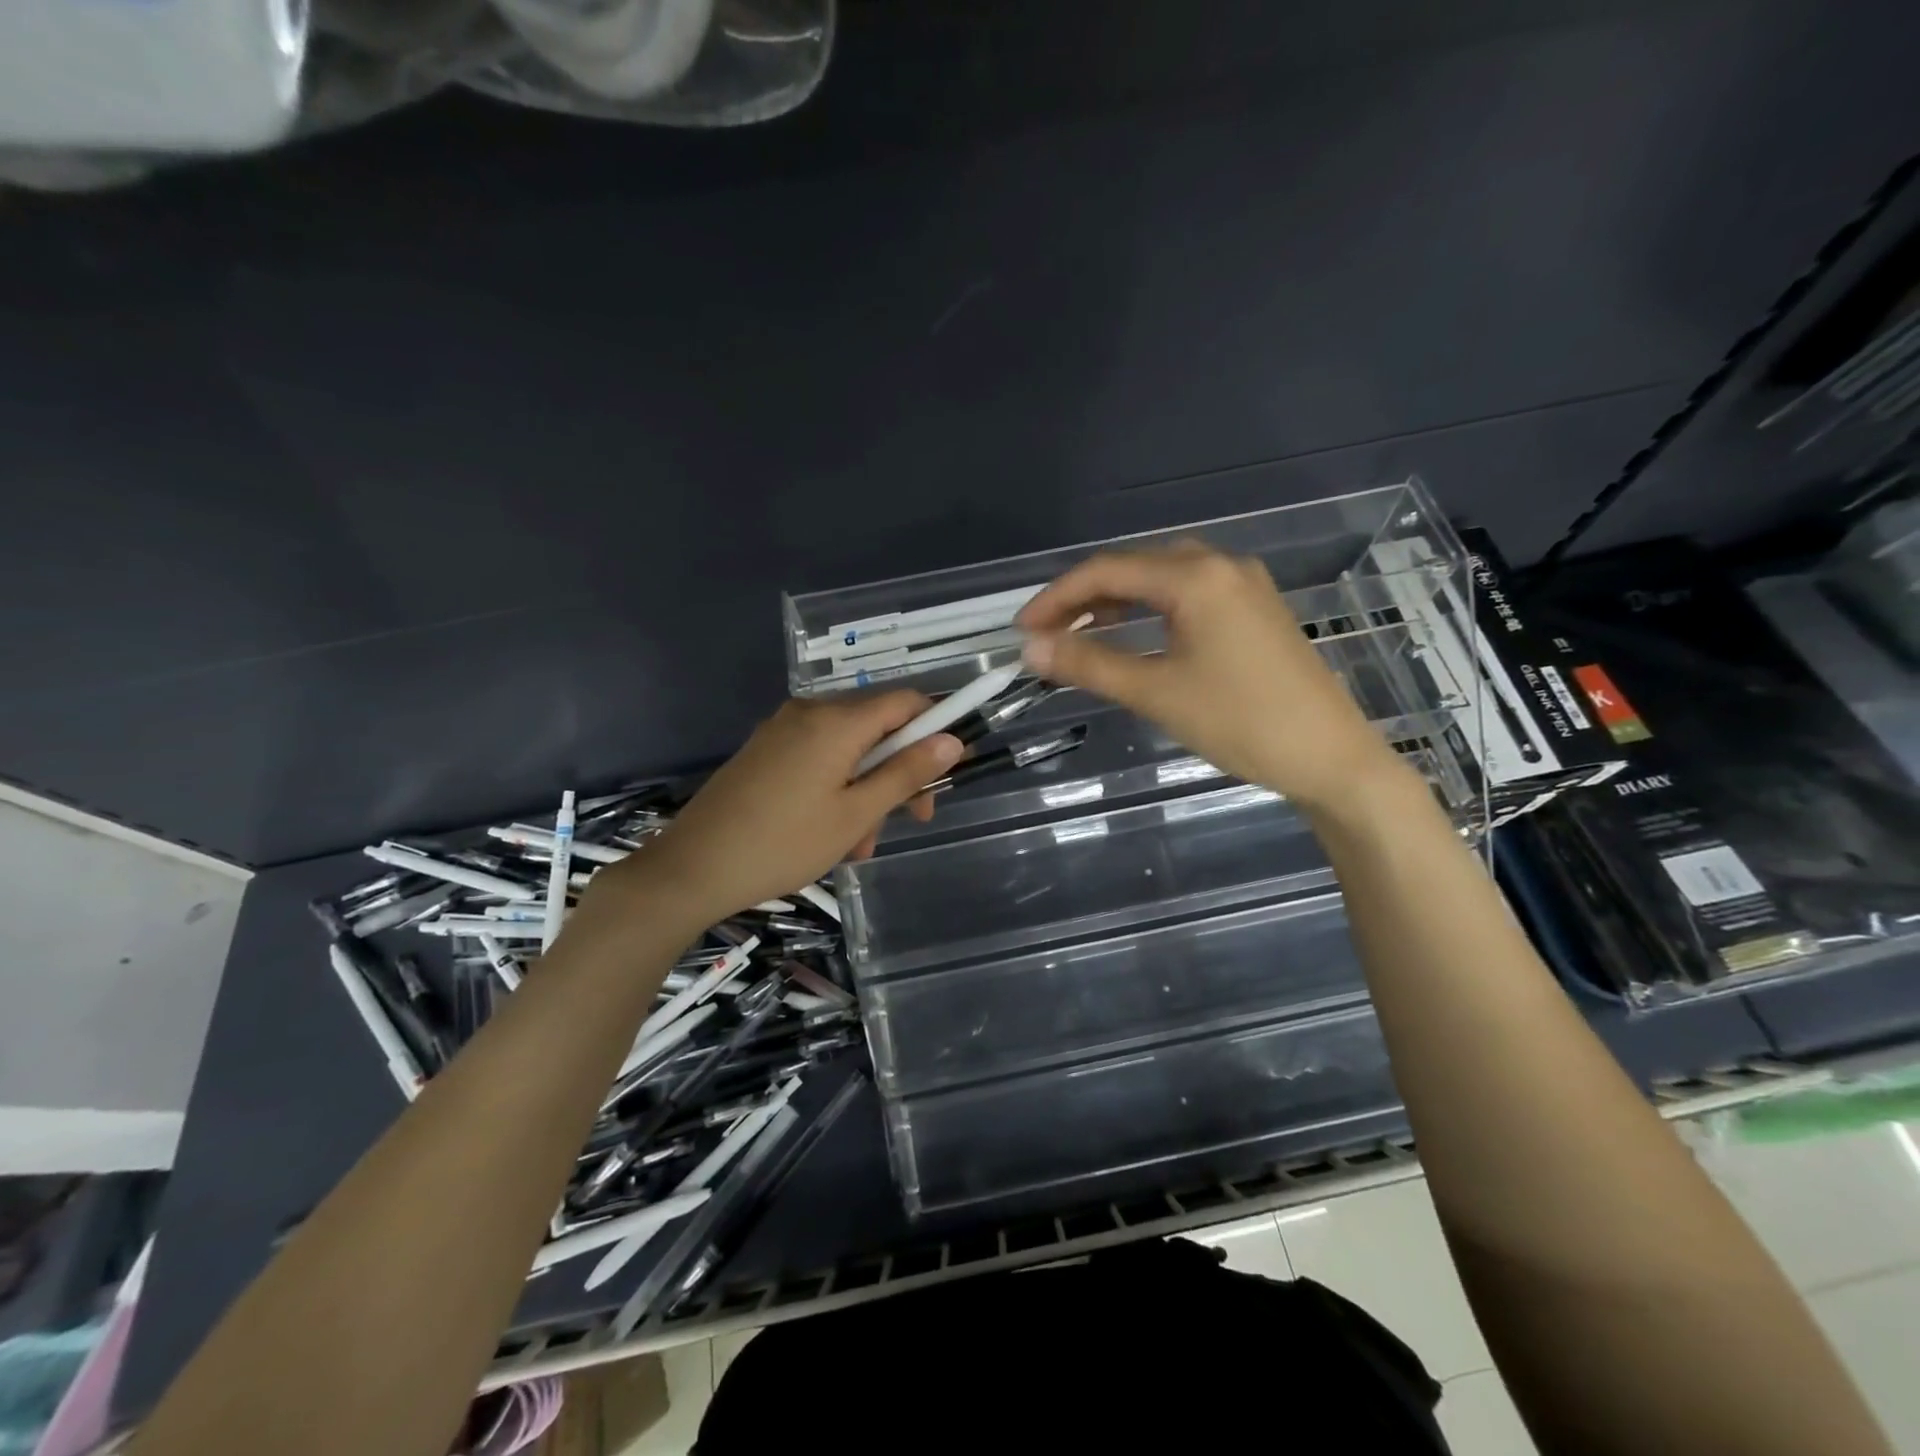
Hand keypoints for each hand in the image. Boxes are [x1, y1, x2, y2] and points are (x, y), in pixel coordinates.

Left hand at [587, 693, 963, 927]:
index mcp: (836, 721)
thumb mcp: (856, 814)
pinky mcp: (765, 751)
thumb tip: (951, 740)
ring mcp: (782, 730)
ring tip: (858, 846)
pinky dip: (836, 788)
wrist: (693, 868)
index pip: (906, 701)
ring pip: (848, 749)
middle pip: (877, 727)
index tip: (948, 770)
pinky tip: (829, 833)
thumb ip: (906, 773)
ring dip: (866, 790)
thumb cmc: (784, 843)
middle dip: (898, 772)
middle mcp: (810, 712)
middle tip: (908, 821)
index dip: (936, 728)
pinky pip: (818, 758)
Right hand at [1017, 542, 1401, 811]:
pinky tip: (1134, 633)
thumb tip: (1030, 648)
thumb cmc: (1240, 722)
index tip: (1021, 629)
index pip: (1107, 571)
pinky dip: (1150, 608)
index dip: (1057, 597)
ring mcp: (1244, 585)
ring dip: (1116, 601)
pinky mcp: (1255, 609)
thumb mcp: (1156, 693)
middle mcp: (1221, 565)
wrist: (1330, 757)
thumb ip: (1089, 664)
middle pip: (1134, 566)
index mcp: (1196, 577)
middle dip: (1084, 597)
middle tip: (1046, 633)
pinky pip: (1189, 594)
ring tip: (1079, 633)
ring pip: (1162, 578)